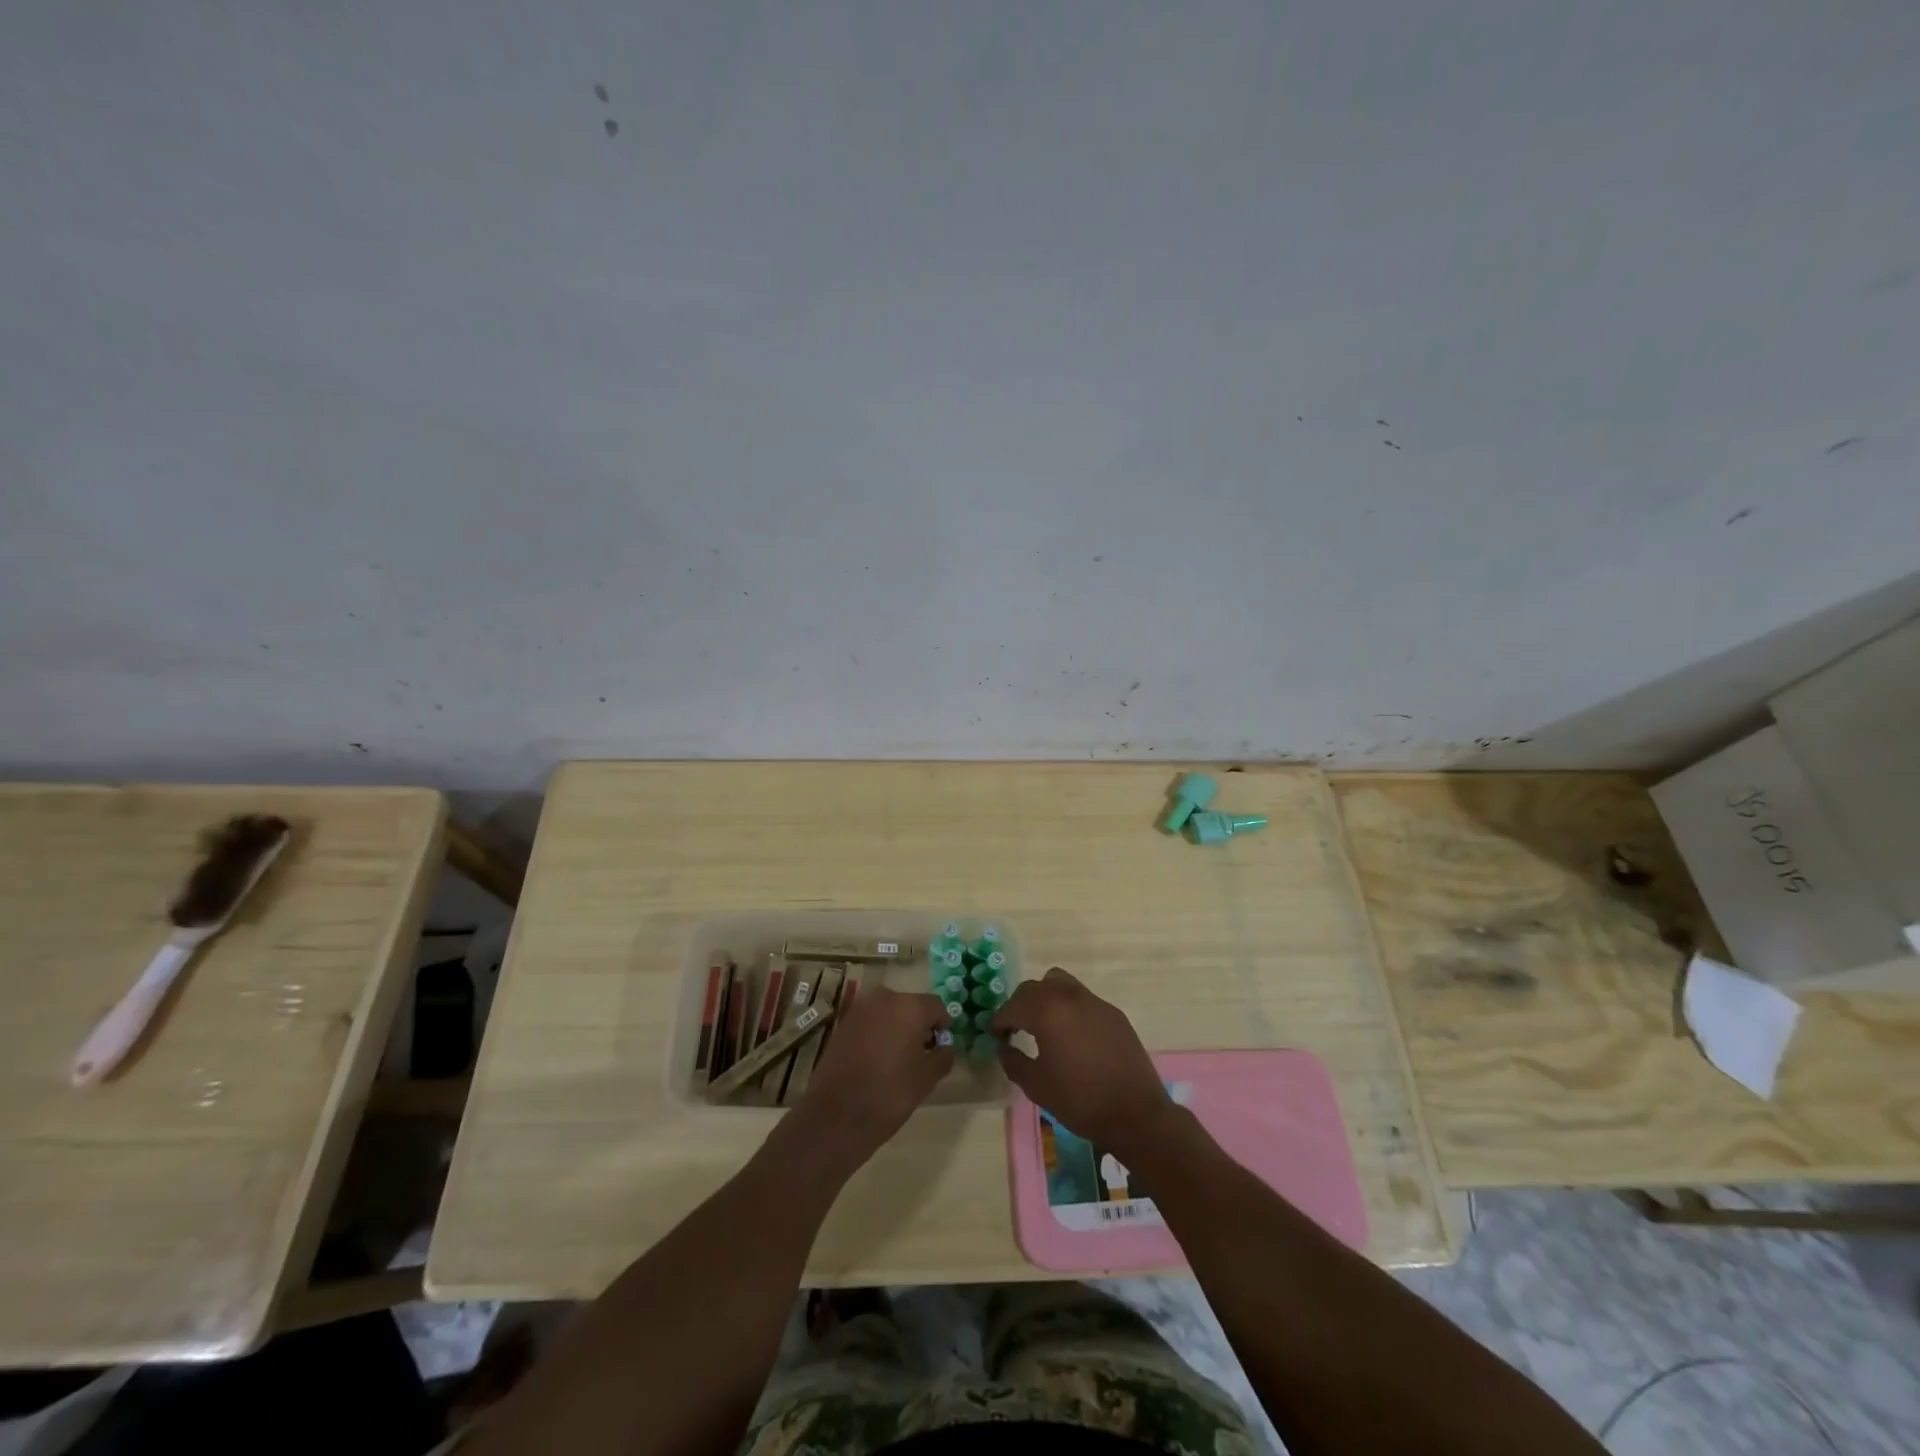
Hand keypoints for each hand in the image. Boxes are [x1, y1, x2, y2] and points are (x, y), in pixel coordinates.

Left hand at [795, 985, 952, 1165]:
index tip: (941, 1047)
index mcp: (910, 1007)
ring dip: (897, 1027)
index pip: (936, 1006)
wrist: (837, 1115)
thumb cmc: (890, 1094)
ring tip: (898, 1058)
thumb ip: (943, 1056)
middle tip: (921, 1053)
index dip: (942, 1026)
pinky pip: (870, 1021)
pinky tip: (877, 1058)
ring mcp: (860, 1008)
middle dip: (919, 1025)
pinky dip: (878, 1033)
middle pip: (911, 1005)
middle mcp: (885, 998)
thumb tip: (945, 1047)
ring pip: (889, 1012)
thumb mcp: (927, 1078)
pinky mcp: (843, 1023)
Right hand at [991, 967, 1175, 1161]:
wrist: (1136, 1114)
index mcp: (1047, 1011)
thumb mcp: (1036, 1086)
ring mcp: (1095, 1002)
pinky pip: (1082, 999)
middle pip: (1035, 988)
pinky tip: (1072, 1036)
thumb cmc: (1080, 1101)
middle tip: (1015, 1029)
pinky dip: (1068, 1008)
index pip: (1013, 1006)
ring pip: (1060, 983)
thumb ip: (1013, 1061)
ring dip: (1045, 998)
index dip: (1000, 1020)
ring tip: (1043, 1025)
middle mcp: (1069, 996)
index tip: (996, 1036)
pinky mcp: (1113, 1013)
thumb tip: (1004, 1047)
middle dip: (1020, 1005)